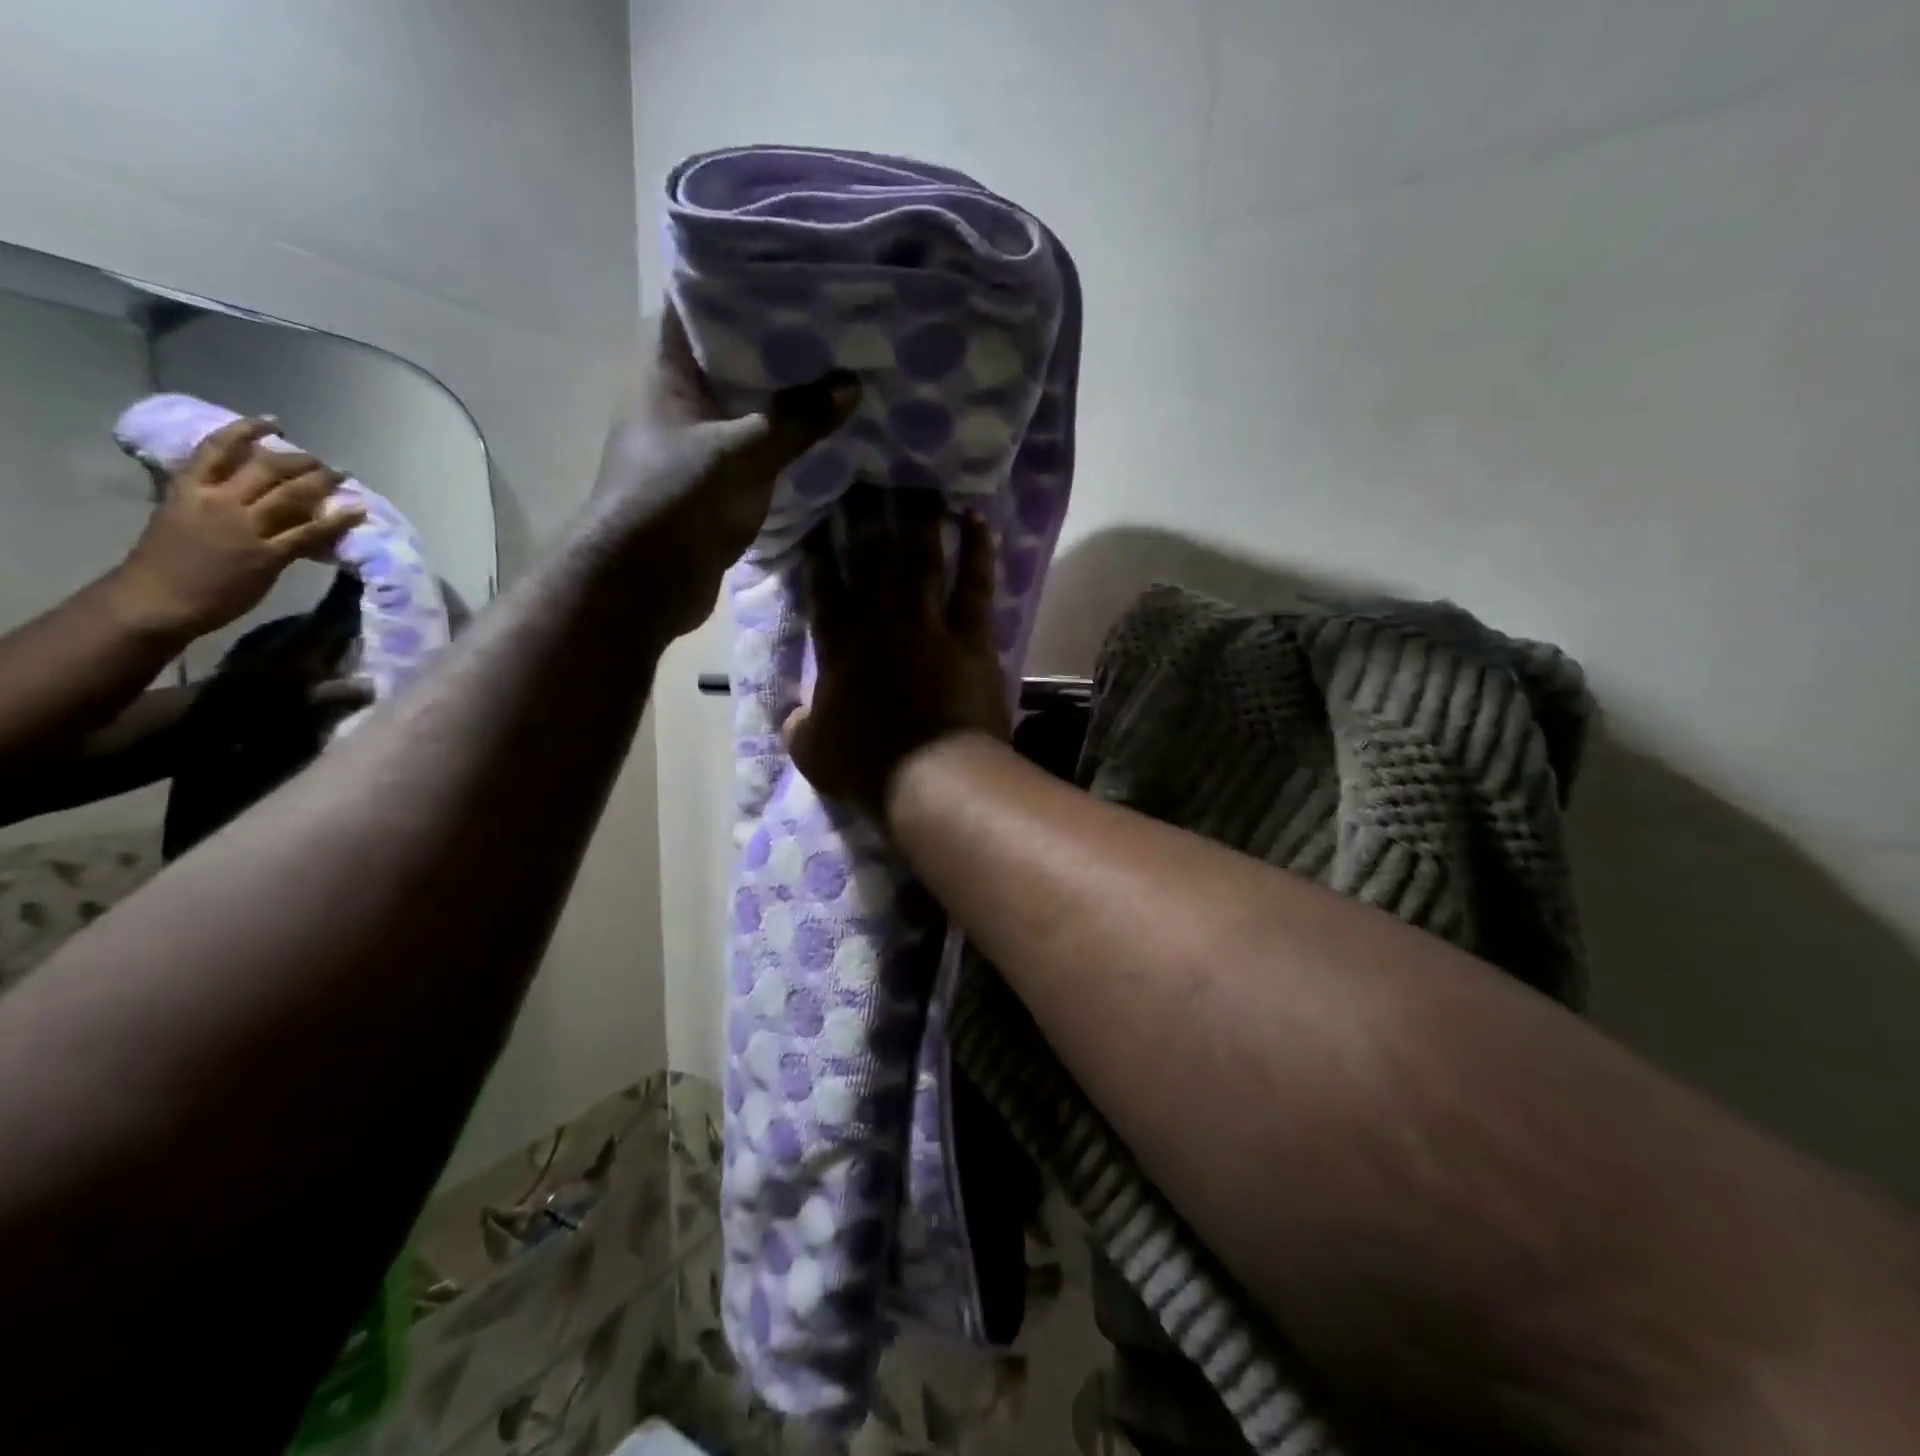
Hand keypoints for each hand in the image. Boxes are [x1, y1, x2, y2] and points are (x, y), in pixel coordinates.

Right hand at [107, 418, 363, 640]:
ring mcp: (246, 528)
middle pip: (266, 468)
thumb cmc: (164, 563)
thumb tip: (229, 488)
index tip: (272, 423)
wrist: (158, 599)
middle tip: (321, 460)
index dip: (247, 431)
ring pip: (293, 495)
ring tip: (344, 475)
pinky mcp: (268, 555)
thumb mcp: (174, 516)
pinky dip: (338, 520)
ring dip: (323, 482)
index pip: (217, 449)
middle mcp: (220, 502)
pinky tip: (358, 511)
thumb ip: (201, 499)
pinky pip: (311, 533)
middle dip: (298, 460)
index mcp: (189, 489)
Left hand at [589, 308, 858, 639]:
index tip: (799, 276)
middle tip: (841, 327)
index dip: (745, 283)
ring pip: (748, 404)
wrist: (642, 583)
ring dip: (788, 397)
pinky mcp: (714, 480)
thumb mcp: (741, 453)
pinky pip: (756, 447)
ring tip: (845, 373)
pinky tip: (827, 433)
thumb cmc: (675, 501)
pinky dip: (786, 441)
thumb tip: (852, 384)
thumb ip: (796, 419)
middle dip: (783, 345)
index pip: (701, 300)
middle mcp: (678, 395)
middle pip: (733, 354)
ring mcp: (696, 439)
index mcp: (665, 366)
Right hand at [783, 485, 1008, 821]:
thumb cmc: (869, 769)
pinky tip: (975, 520)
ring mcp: (928, 625)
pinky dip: (977, 551)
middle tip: (867, 481)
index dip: (821, 556)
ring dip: (921, 522)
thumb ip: (800, 728)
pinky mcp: (970, 636)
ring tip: (921, 487)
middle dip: (868, 519)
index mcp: (839, 649)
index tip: (820, 524)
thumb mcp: (813, 753)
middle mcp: (881, 624)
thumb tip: (793, 716)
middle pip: (872, 561)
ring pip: (922, 561)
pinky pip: (973, 585)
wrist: (931, 778)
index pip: (825, 591)